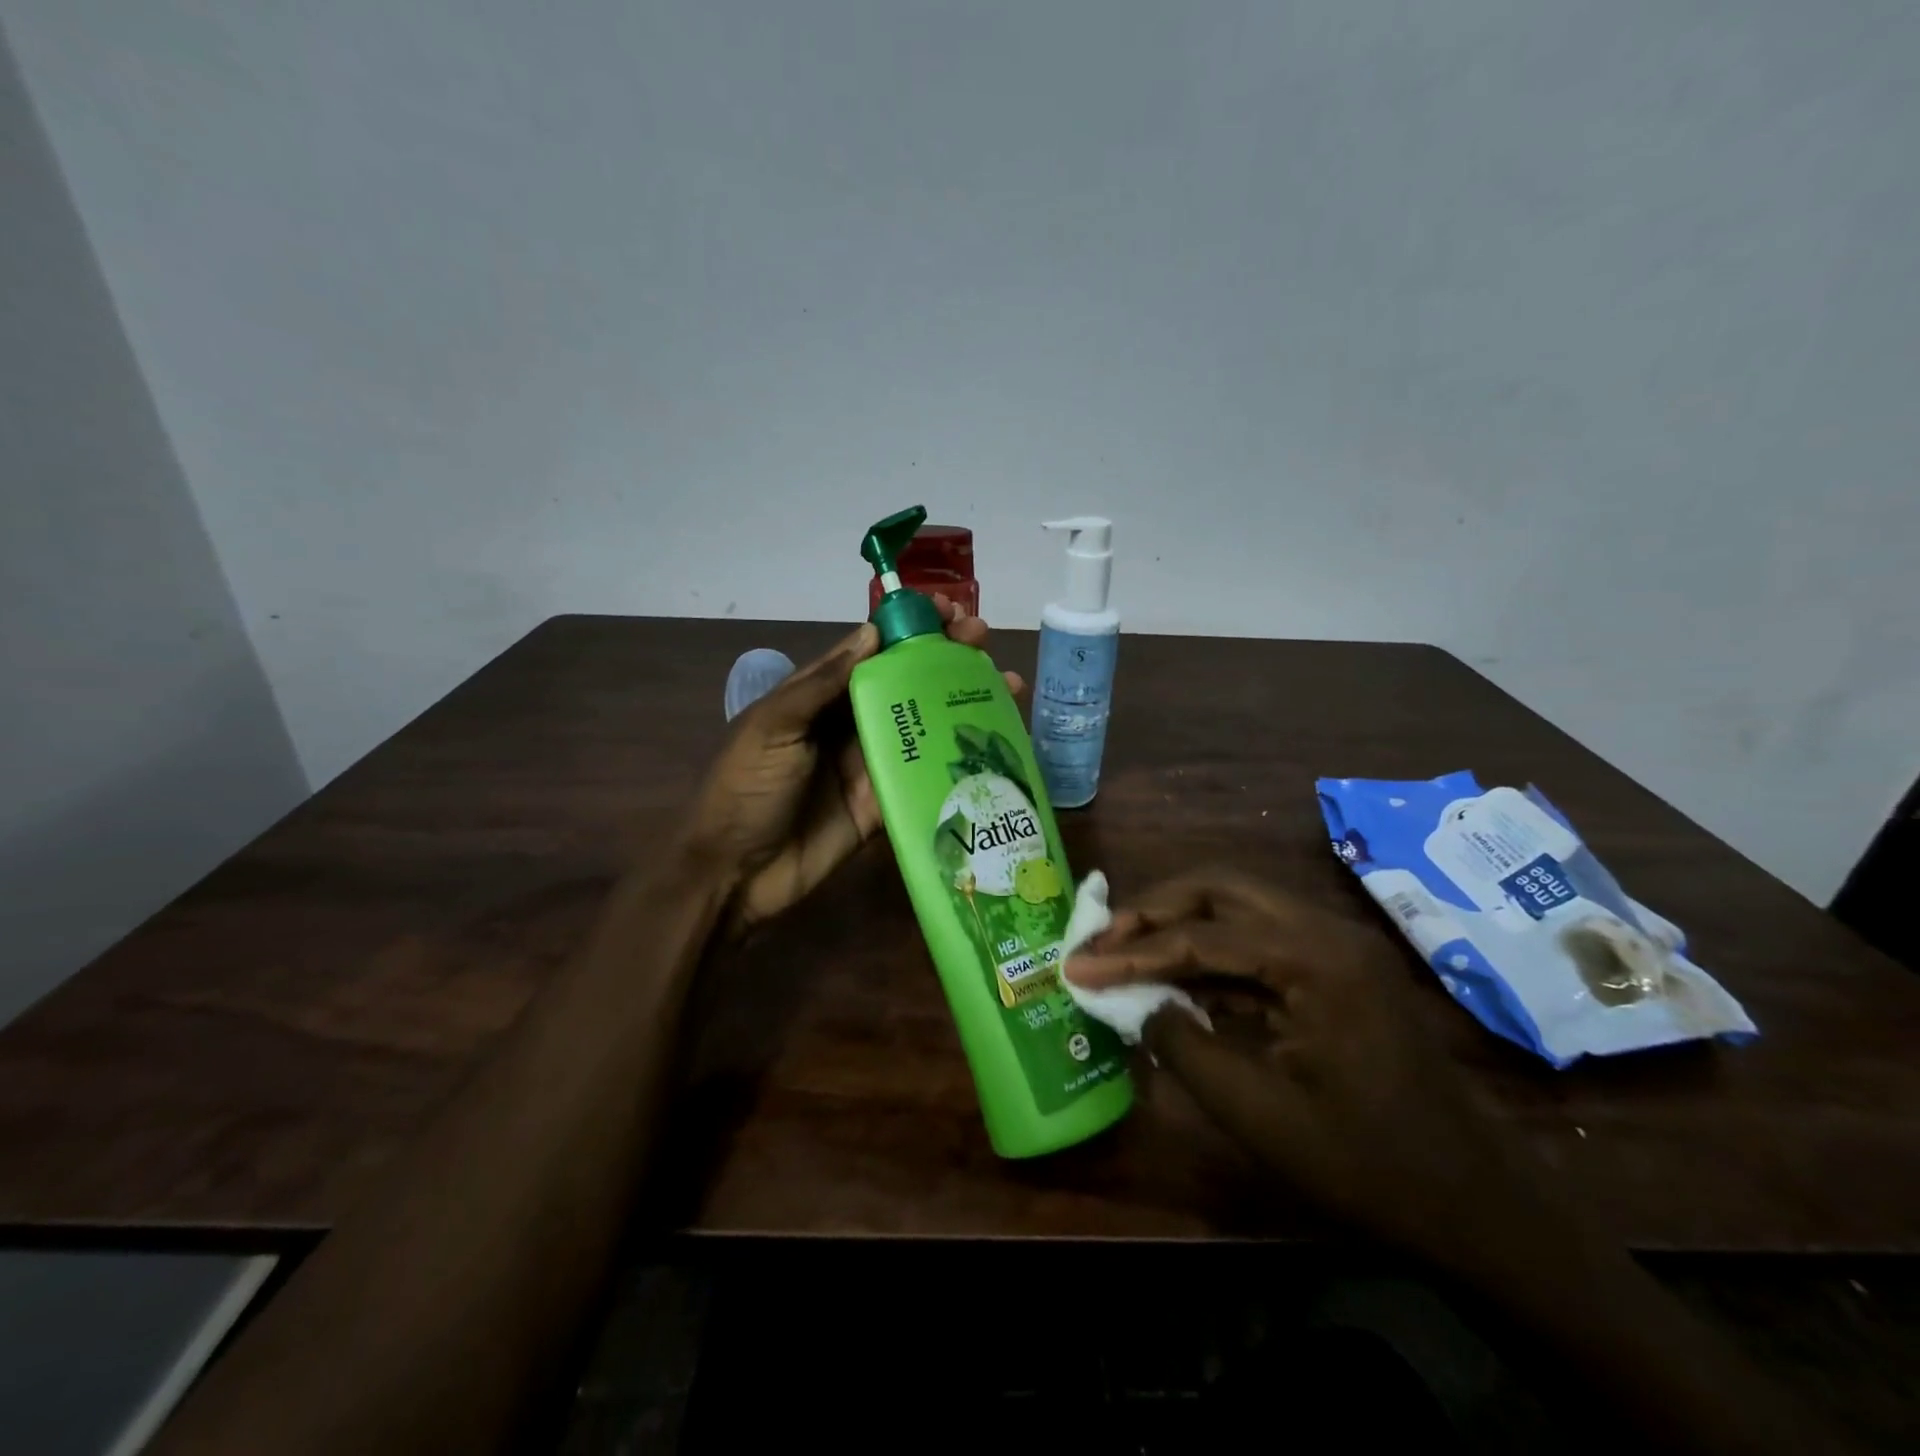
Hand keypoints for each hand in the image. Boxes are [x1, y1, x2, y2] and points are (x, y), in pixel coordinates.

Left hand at [686, 595, 1021, 934]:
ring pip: (924, 726)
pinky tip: (995, 744)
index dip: (909, 629)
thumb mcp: (774, 726)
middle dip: (945, 658)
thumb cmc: (746, 787)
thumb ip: (822, 684)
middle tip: (984, 638)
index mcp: (820, 697)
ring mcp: (871, 765)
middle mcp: (851, 724)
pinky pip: (925, 777)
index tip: (948, 610)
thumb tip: (872, 632)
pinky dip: (958, 760)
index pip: (872, 652)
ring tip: (1007, 683)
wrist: (735, 873)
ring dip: (962, 703)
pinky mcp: (885, 804)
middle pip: (906, 684)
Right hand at [1066, 869, 1550, 1269]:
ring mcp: (1336, 946)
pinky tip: (1178, 979)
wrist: (1478, 1208)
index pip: (1201, 937)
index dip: (1131, 952)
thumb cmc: (1366, 1166)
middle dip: (1154, 911)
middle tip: (1103, 940)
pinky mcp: (1337, 969)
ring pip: (1240, 907)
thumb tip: (1136, 1002)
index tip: (1076, 965)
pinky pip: (1260, 940)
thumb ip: (1182, 1044)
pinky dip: (1212, 952)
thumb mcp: (1256, 1112)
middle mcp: (1326, 930)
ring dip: (1181, 925)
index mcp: (1315, 958)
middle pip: (1220, 889)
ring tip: (1127, 951)